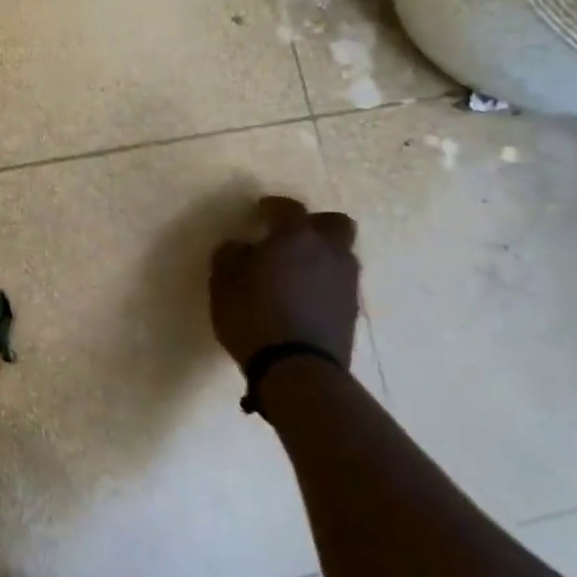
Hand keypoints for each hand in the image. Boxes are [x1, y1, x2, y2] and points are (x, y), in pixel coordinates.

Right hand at [210, 196, 360, 368]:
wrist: (297, 369)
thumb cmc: (253, 316)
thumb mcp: (223, 283)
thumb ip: (230, 256)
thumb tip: (241, 247)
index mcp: (295, 237)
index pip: (288, 208)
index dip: (272, 206)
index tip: (260, 211)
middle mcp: (328, 251)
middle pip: (333, 224)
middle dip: (313, 225)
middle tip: (290, 237)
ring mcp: (346, 282)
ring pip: (340, 254)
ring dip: (322, 255)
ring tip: (297, 272)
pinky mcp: (352, 310)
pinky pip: (340, 283)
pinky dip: (324, 282)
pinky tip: (304, 297)